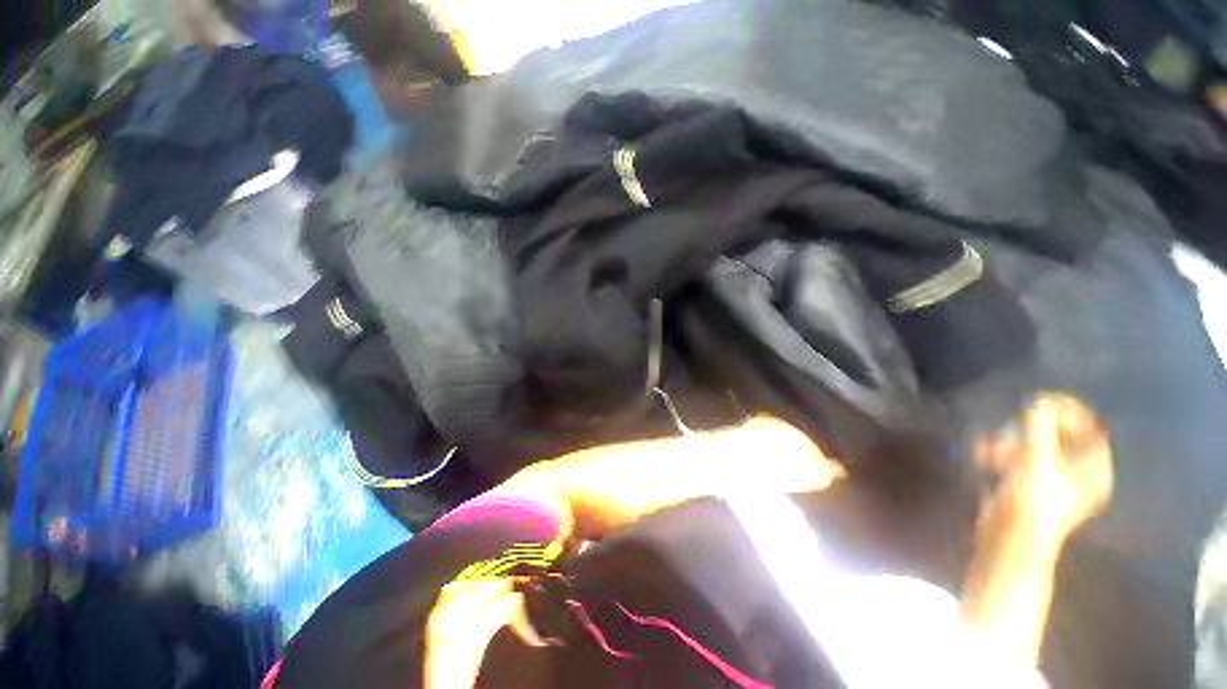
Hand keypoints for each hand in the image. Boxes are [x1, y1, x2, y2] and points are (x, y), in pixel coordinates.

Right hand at [976, 393, 1113, 543]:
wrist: (1009, 541)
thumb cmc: (1030, 503)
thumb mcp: (1035, 464)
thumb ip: (1039, 432)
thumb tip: (1038, 404)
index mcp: (1093, 470)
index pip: (1089, 429)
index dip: (1068, 411)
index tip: (1040, 400)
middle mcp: (1078, 475)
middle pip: (1060, 437)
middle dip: (1031, 428)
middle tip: (1010, 422)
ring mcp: (1054, 483)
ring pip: (1036, 448)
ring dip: (1010, 441)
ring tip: (989, 445)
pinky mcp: (1030, 489)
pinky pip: (1019, 461)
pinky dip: (1002, 455)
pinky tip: (983, 456)